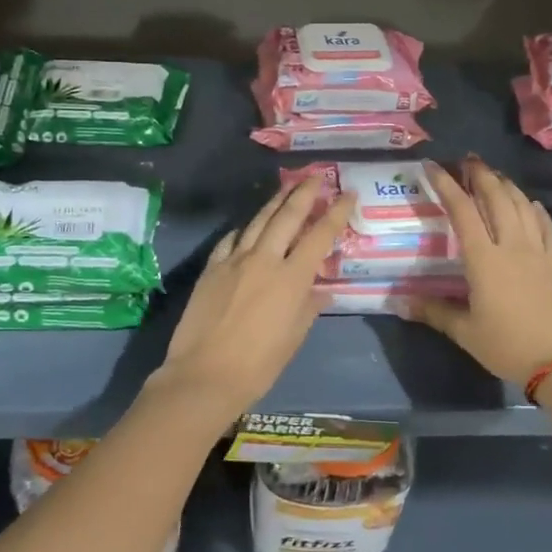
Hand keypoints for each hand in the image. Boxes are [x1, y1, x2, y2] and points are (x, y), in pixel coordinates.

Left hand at [151, 175, 354, 416]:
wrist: (204, 375)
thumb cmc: (258, 365)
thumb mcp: (293, 338)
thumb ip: (308, 308)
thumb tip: (320, 290)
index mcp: (291, 278)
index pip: (320, 236)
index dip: (336, 212)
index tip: (348, 194)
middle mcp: (264, 259)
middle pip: (287, 216)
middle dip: (305, 192)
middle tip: (317, 175)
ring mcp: (234, 260)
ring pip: (258, 221)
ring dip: (275, 202)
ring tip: (287, 187)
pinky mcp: (211, 268)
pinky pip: (231, 239)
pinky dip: (244, 230)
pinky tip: (248, 227)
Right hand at [403, 157, 551, 387]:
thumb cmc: (507, 345)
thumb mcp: (465, 332)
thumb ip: (433, 312)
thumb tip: (399, 302)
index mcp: (484, 258)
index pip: (461, 211)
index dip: (446, 185)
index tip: (432, 166)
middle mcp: (511, 246)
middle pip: (496, 199)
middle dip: (480, 175)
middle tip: (467, 160)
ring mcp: (538, 252)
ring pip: (522, 207)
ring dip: (507, 186)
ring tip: (494, 175)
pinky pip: (546, 228)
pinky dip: (536, 211)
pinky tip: (532, 204)